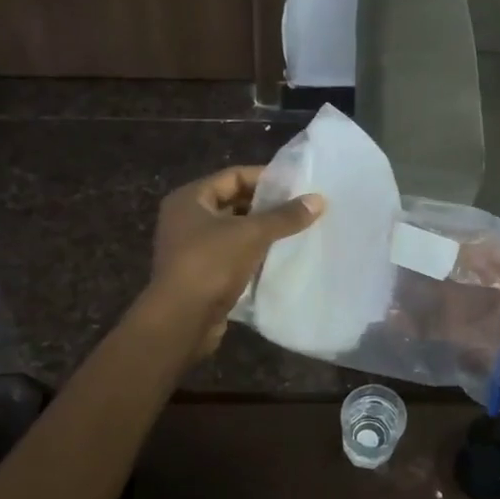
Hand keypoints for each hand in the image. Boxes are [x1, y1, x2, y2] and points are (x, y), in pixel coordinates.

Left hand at [148, 166, 324, 355]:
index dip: (265, 178)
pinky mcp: (201, 274)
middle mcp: (186, 219)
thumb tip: (319, 199)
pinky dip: (254, 254)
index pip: (233, 176)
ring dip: (261, 231)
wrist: (181, 322)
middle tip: (300, 207)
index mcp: (190, 199)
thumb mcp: (251, 234)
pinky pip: (232, 255)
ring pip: (234, 231)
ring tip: (296, 230)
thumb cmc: (210, 264)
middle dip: (266, 206)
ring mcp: (191, 248)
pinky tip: (280, 256)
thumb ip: (285, 216)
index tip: (296, 185)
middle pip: (233, 202)